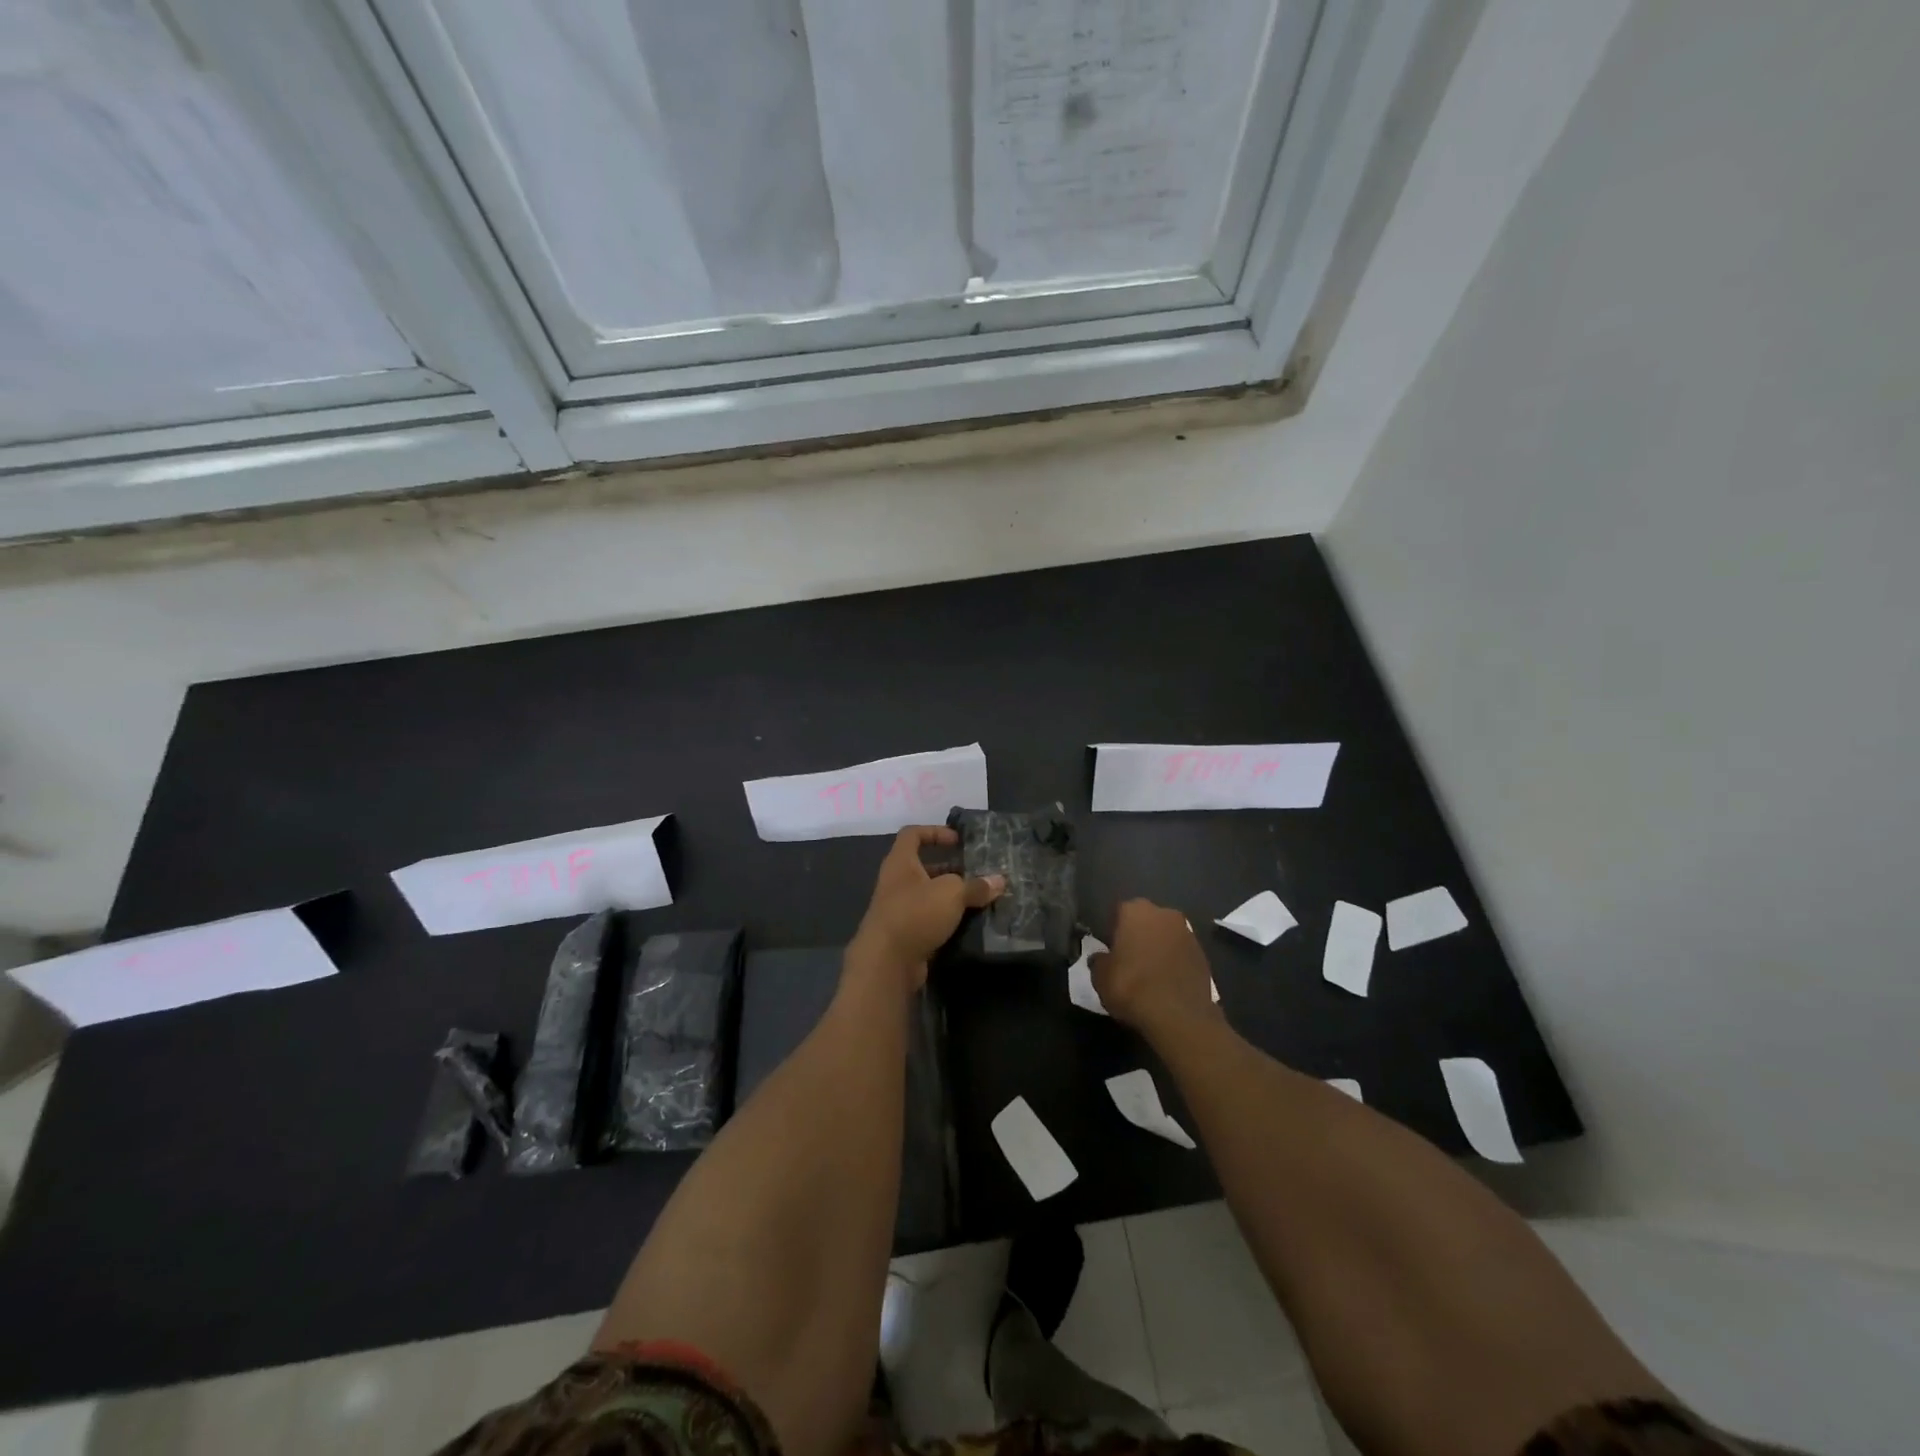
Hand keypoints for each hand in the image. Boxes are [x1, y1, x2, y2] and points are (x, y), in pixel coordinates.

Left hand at [850, 826, 1004, 986]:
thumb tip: (999, 881)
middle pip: (924, 867)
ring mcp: (899, 910)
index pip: (912, 834)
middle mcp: (896, 882)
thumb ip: (975, 886)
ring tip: (979, 899)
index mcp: (901, 862)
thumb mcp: (951, 893)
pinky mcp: (905, 934)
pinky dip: (947, 920)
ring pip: (929, 896)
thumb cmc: (916, 913)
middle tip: (977, 874)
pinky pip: (929, 920)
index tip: (958, 841)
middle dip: (950, 869)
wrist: (887, 962)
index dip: (935, 832)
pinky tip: (969, 924)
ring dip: (951, 897)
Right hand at [1091, 899, 1221, 1036]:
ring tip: (1149, 975)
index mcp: (1136, 910)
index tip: (1110, 949)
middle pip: (1146, 921)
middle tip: (1129, 960)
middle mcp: (1164, 913)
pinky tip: (1166, 984)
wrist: (1179, 1016)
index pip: (1119, 912)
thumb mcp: (1100, 977)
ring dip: (1158, 948)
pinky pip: (1181, 954)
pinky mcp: (1204, 955)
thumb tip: (1100, 958)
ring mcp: (1188, 933)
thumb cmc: (1131, 987)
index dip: (1113, 931)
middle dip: (1138, 935)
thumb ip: (1099, 961)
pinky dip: (1174, 964)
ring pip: (1166, 936)